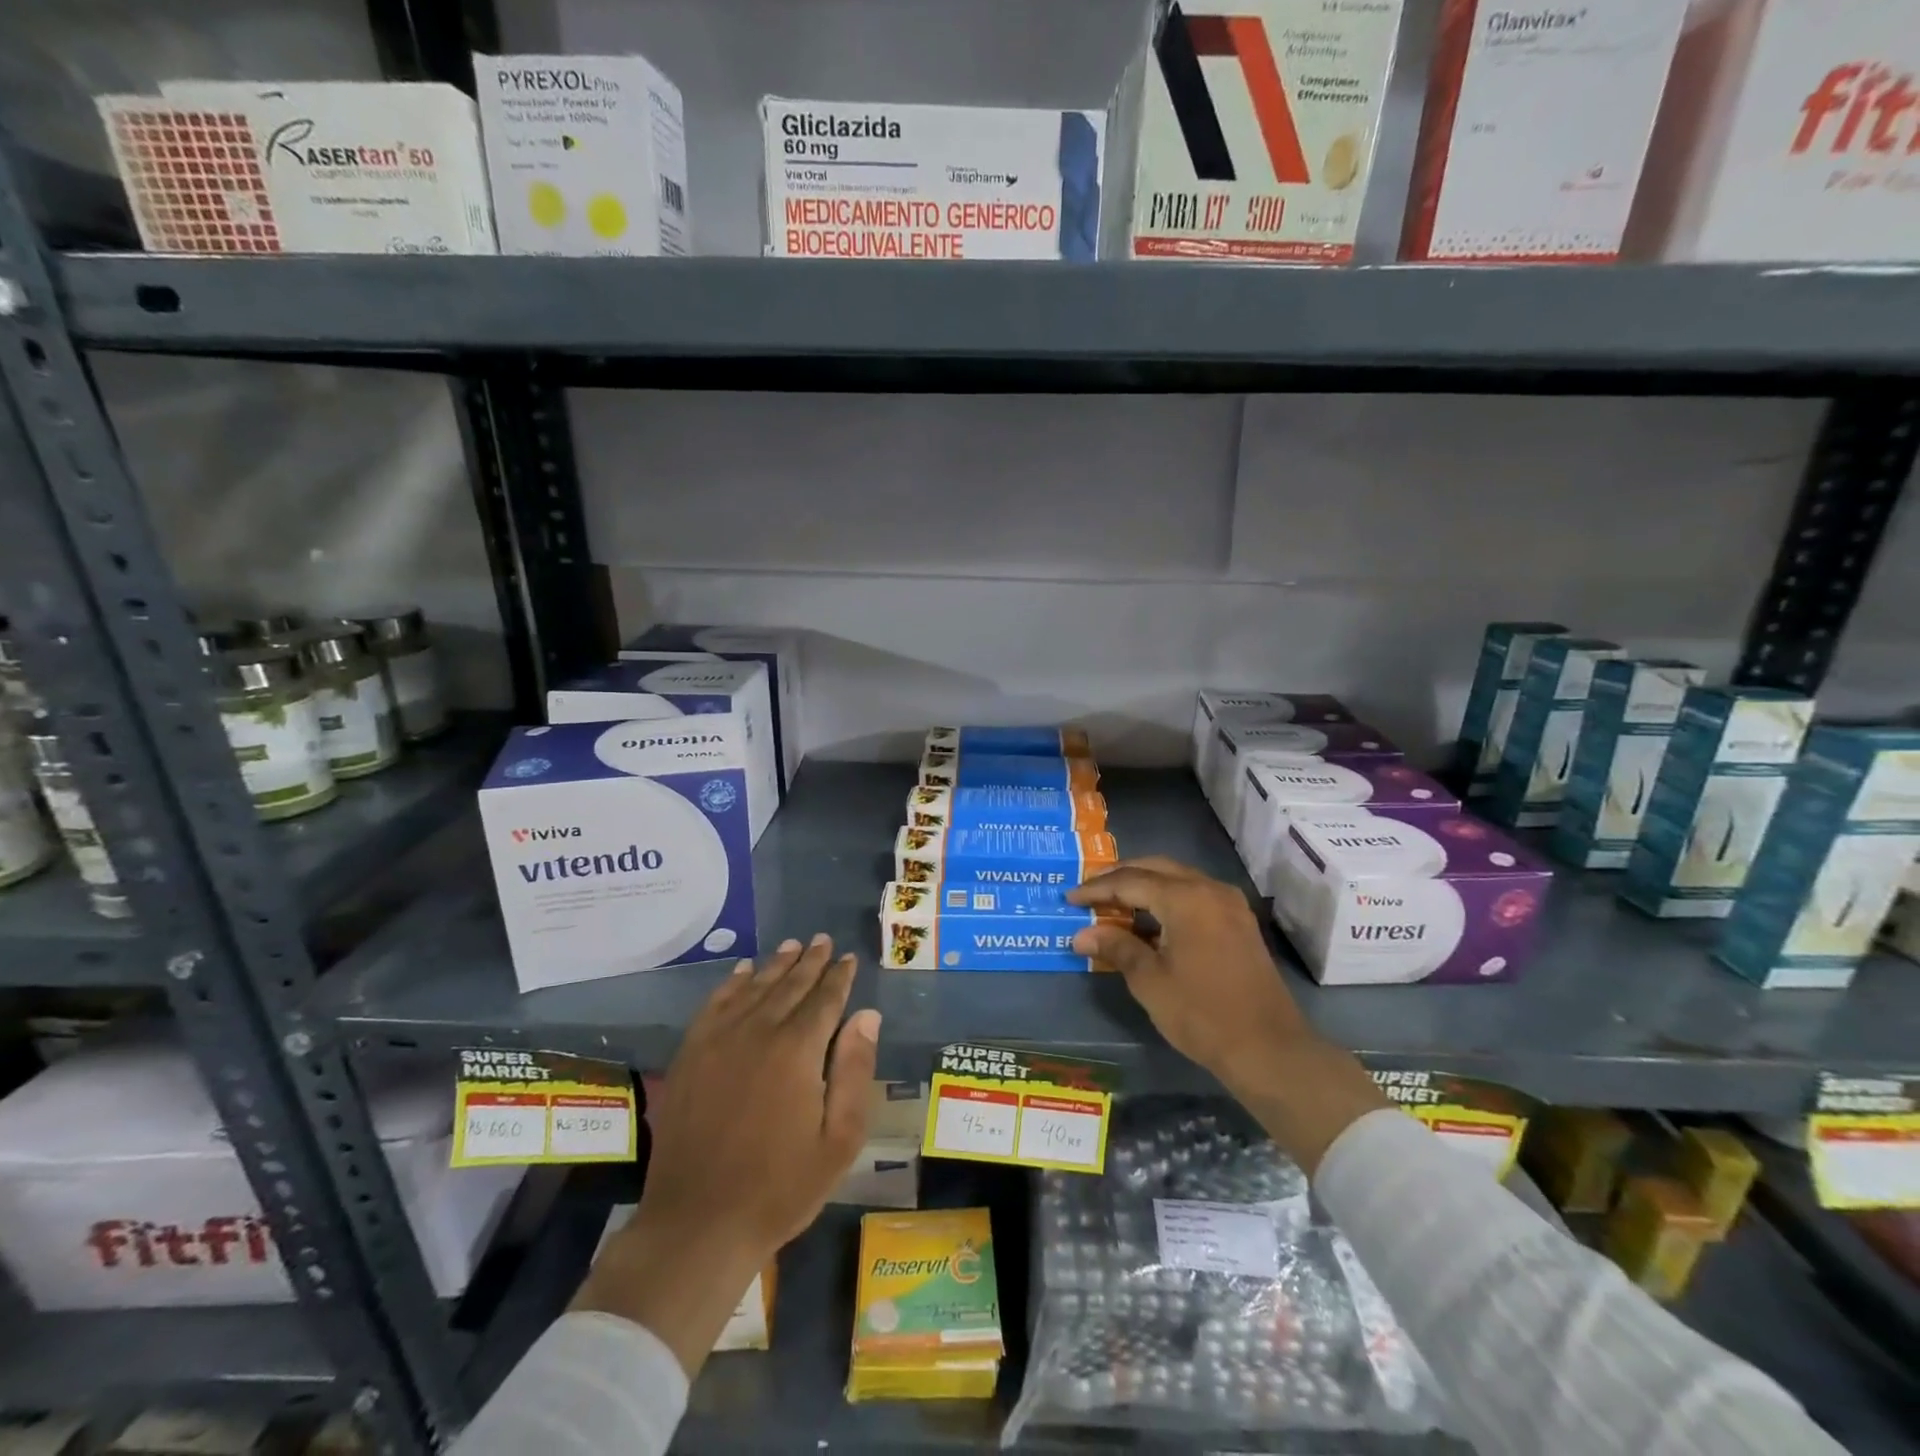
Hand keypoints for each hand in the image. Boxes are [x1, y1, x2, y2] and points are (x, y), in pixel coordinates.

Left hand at [574, 935, 879, 1374]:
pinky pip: (715, 1005)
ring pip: (754, 988)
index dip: (839, 977)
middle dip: (810, 961)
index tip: (849, 958)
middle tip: (822, 940)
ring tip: (791, 946)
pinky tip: (742, 972)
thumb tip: (867, 1015)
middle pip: (789, 986)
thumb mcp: (839, 1139)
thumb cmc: (781, 1187)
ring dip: (775, 965)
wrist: (698, 1223)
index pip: (825, 999)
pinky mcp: (691, 1055)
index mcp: (797, 1050)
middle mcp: (758, 1032)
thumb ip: (855, 1070)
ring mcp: (719, 1041)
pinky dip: (731, 984)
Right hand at [1068, 858, 1386, 1171]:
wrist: (1269, 1048)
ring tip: (1113, 904)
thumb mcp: (1150, 981)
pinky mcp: (1238, 921)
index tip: (1069, 899)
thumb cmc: (1202, 1014)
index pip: (1130, 881)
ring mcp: (1229, 904)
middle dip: (1119, 878)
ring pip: (1176, 878)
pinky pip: (1193, 894)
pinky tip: (1149, 919)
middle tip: (1089, 893)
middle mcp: (1209, 889)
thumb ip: (1116, 947)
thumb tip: (1082, 934)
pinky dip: (1166, 899)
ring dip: (1144, 886)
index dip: (1096, 889)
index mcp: (1185, 898)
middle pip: (1155, 868)